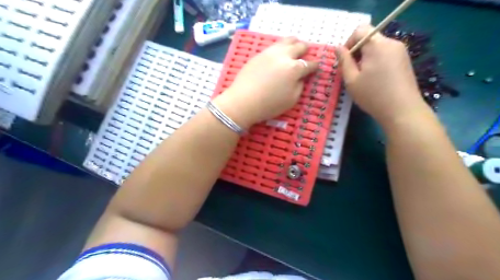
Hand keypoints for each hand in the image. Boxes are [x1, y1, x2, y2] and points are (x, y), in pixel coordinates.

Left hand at [213, 36, 315, 128]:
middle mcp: (284, 56)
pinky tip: (279, 52)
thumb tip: (301, 77)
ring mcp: (270, 52)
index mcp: (295, 69)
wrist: (243, 102)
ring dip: (294, 43)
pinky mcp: (259, 54)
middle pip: (299, 46)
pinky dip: (280, 47)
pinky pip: (274, 45)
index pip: (310, 64)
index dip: (315, 65)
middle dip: (305, 50)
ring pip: (286, 40)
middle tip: (305, 54)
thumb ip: (300, 85)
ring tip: (294, 47)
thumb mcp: (291, 100)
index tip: (316, 67)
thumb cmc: (269, 105)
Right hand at [338, 24, 426, 127]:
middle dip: (357, 52)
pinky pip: (385, 54)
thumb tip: (338, 48)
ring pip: (377, 47)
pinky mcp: (404, 60)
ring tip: (362, 77)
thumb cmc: (373, 95)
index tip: (345, 60)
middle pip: (369, 38)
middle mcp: (391, 43)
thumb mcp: (351, 80)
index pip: (360, 30)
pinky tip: (374, 79)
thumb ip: (344, 61)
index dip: (349, 42)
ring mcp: (401, 51)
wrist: (402, 111)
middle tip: (351, 71)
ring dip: (365, 58)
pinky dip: (375, 61)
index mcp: (377, 45)